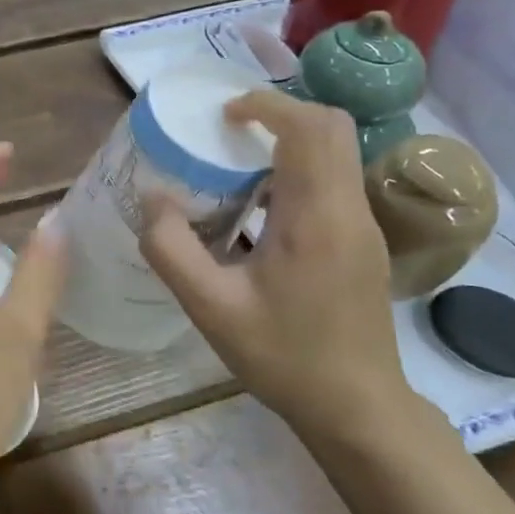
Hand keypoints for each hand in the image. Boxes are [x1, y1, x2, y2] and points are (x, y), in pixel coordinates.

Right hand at [137, 90, 413, 440]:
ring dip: (288, 141)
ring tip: (234, 163)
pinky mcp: (361, 242)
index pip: (309, 128)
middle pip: (331, 128)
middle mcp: (349, 210)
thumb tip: (152, 197)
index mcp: (317, 216)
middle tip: (227, 130)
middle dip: (280, 113)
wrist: (357, 408)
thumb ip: (171, 249)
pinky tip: (257, 207)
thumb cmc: (283, 356)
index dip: (266, 105)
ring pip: (336, 153)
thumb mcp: (211, 308)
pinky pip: (332, 182)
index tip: (222, 115)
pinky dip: (296, 170)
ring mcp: (362, 226)